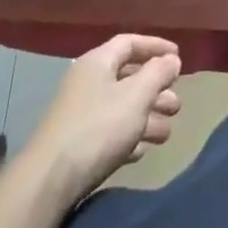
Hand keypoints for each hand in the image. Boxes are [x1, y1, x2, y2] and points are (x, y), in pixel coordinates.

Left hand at [32, 34, 182, 193]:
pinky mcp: (76, 146)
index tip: (179, 57)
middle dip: (156, 90)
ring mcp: (79, 116)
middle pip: (128, 78)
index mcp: (97, 63)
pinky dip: (128, 138)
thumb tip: (171, 60)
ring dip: (147, 117)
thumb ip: (158, 73)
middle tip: (176, 104)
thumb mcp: (136, 95)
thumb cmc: (98, 128)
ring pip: (121, 108)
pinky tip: (142, 151)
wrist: (47, 183)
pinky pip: (109, 133)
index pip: (130, 43)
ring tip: (167, 133)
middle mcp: (87, 84)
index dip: (156, 46)